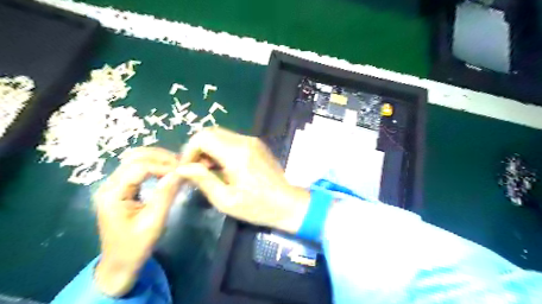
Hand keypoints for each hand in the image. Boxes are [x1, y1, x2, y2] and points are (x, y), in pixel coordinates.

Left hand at [92, 148, 181, 296]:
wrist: (119, 264)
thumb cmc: (135, 246)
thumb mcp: (154, 221)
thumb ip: (166, 195)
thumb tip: (179, 172)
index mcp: (112, 194)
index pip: (139, 167)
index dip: (163, 165)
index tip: (183, 170)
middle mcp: (109, 185)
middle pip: (134, 157)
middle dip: (160, 157)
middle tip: (181, 164)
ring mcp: (114, 186)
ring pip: (135, 160)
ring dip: (157, 159)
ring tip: (177, 165)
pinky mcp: (121, 189)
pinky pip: (138, 169)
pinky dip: (154, 166)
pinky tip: (167, 171)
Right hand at [175, 127, 306, 233]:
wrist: (288, 203)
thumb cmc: (257, 206)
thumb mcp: (226, 200)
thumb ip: (203, 180)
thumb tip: (182, 168)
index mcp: (236, 153)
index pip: (203, 137)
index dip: (189, 151)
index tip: (187, 168)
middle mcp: (245, 141)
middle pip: (211, 132)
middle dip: (198, 149)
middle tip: (197, 170)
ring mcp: (252, 141)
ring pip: (221, 135)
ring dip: (209, 149)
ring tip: (209, 171)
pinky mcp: (257, 145)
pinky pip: (232, 140)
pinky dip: (221, 149)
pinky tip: (223, 167)